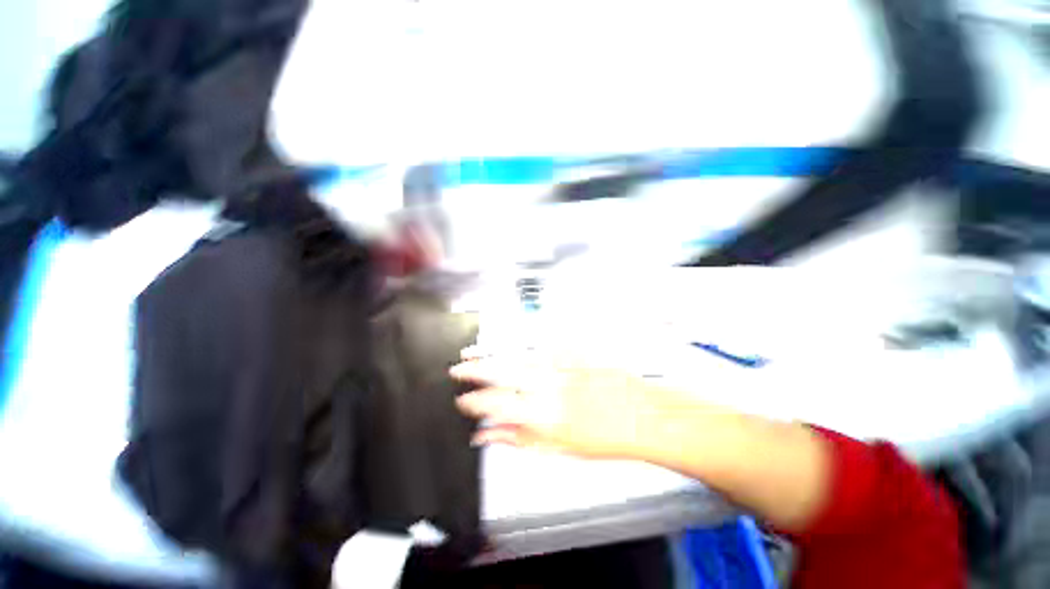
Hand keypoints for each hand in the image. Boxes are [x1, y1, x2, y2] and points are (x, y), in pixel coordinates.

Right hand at [449, 347, 668, 459]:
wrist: (640, 414)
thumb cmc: (604, 439)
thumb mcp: (557, 449)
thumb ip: (518, 439)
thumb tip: (487, 436)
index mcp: (543, 415)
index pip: (496, 404)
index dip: (474, 402)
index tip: (462, 400)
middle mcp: (548, 386)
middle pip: (502, 372)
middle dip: (474, 369)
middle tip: (457, 368)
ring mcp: (561, 365)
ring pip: (517, 355)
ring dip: (493, 353)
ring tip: (474, 352)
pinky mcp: (572, 352)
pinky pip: (540, 344)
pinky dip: (520, 345)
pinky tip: (510, 344)